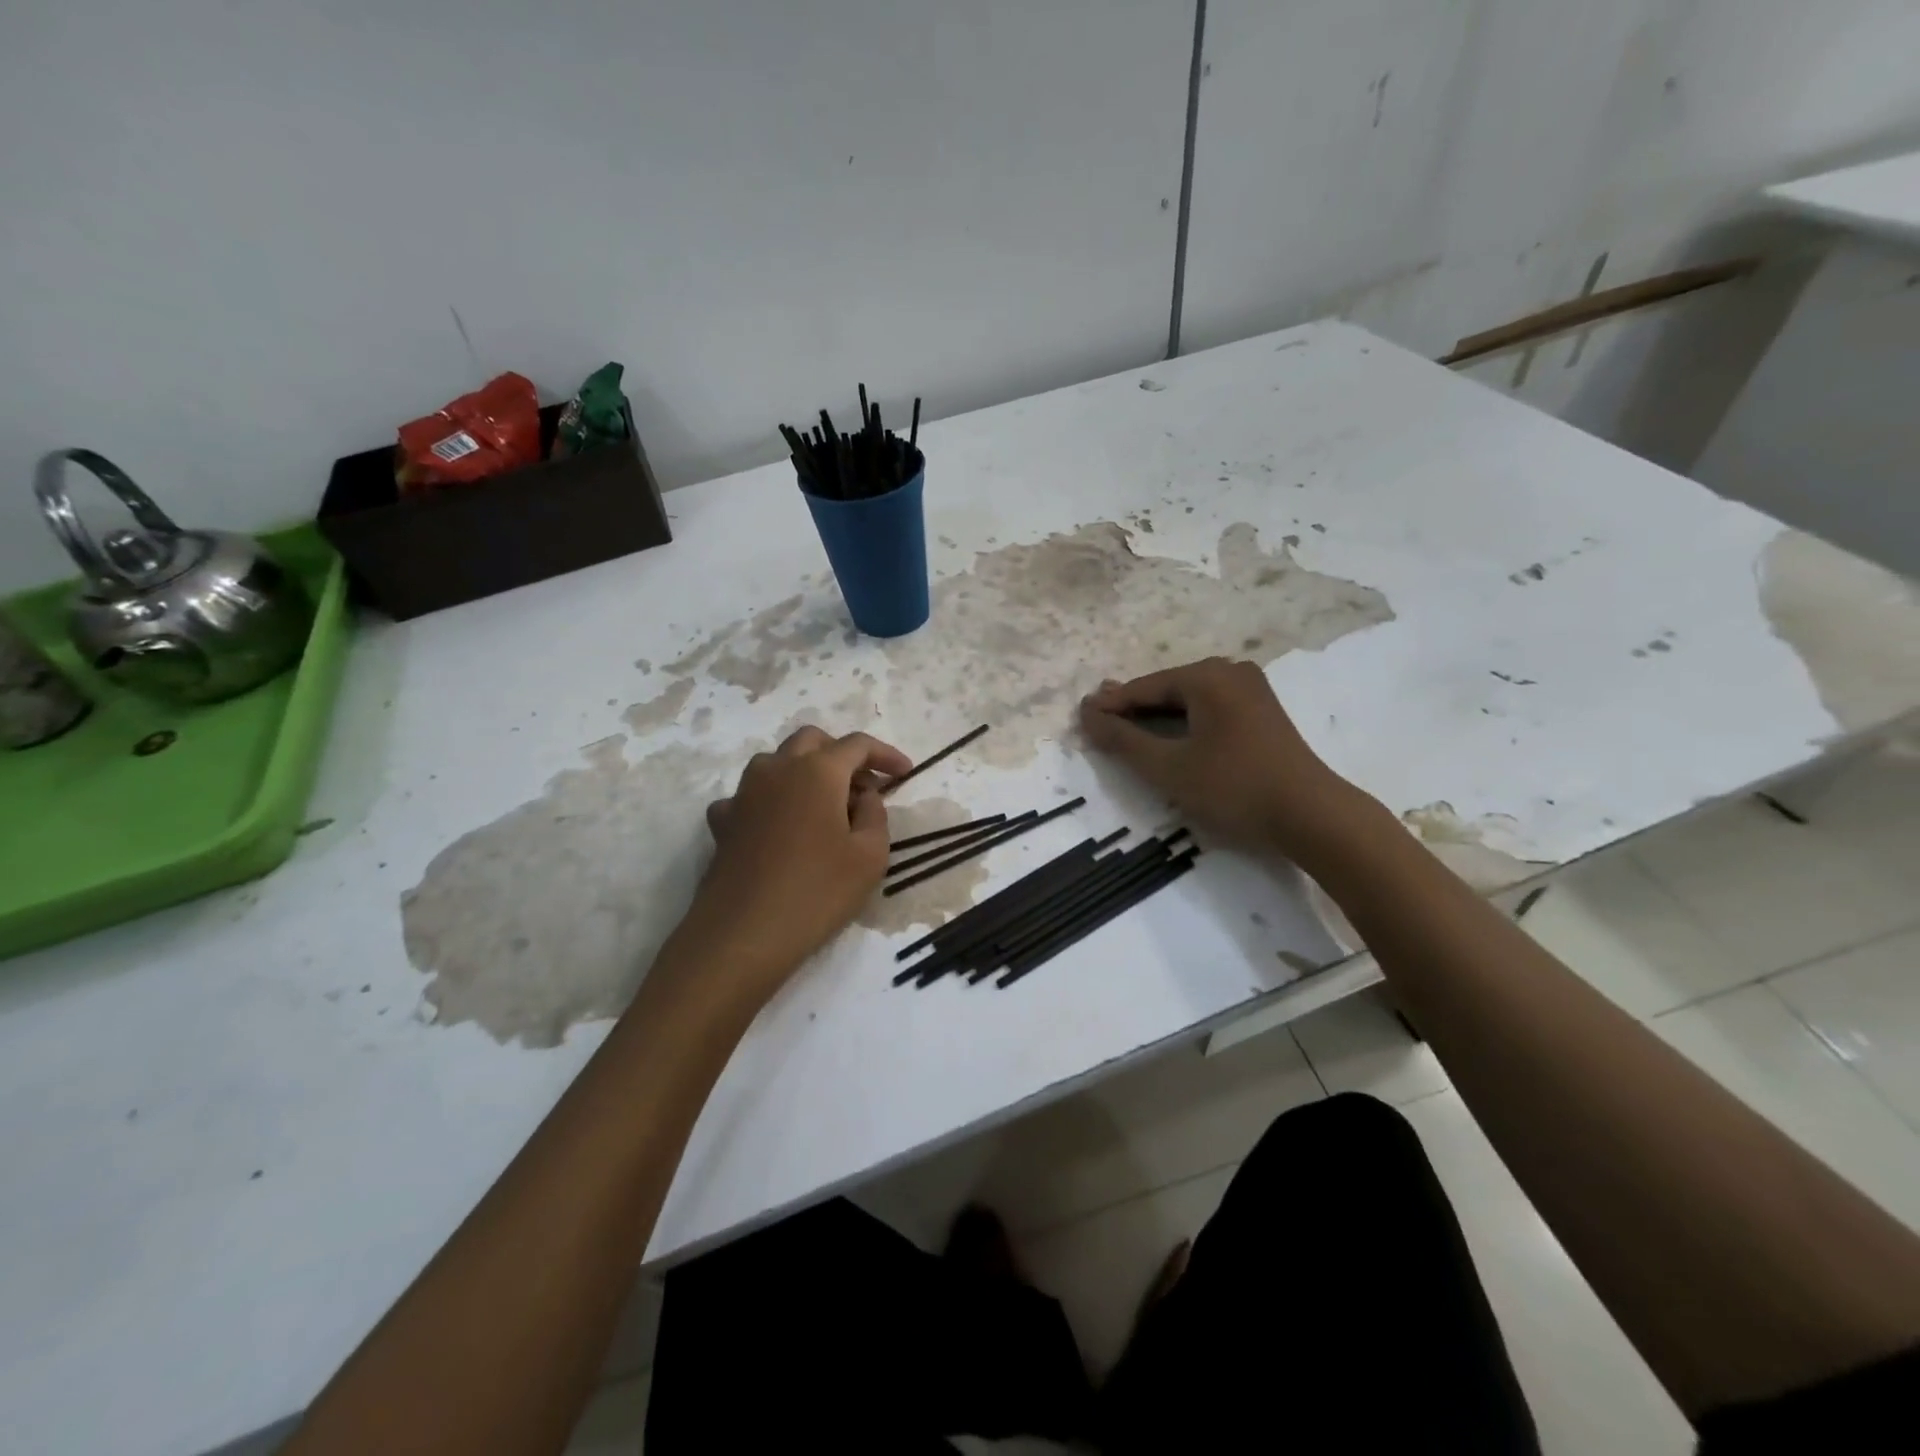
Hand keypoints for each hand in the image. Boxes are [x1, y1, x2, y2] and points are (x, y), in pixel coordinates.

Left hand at [673, 726, 911, 1003]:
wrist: (744, 933)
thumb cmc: (818, 891)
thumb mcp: (871, 855)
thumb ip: (875, 814)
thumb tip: (863, 796)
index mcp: (817, 771)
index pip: (857, 744)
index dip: (886, 755)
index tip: (906, 773)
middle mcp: (777, 769)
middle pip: (812, 741)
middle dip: (842, 755)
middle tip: (864, 786)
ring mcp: (744, 793)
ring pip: (778, 762)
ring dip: (805, 772)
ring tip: (825, 808)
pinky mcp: (723, 821)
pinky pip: (751, 795)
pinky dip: (772, 801)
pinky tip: (781, 827)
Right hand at [1080, 658, 1373, 863]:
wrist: (1311, 815)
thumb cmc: (1233, 787)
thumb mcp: (1168, 767)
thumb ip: (1123, 740)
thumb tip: (1087, 713)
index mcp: (1207, 676)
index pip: (1144, 688)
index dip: (1110, 705)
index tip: (1080, 718)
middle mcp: (1230, 671)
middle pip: (1166, 690)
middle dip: (1133, 710)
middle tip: (1099, 725)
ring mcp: (1251, 689)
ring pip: (1188, 700)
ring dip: (1157, 718)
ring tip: (1126, 734)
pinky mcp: (1262, 712)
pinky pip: (1209, 709)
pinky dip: (1184, 724)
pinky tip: (1169, 740)